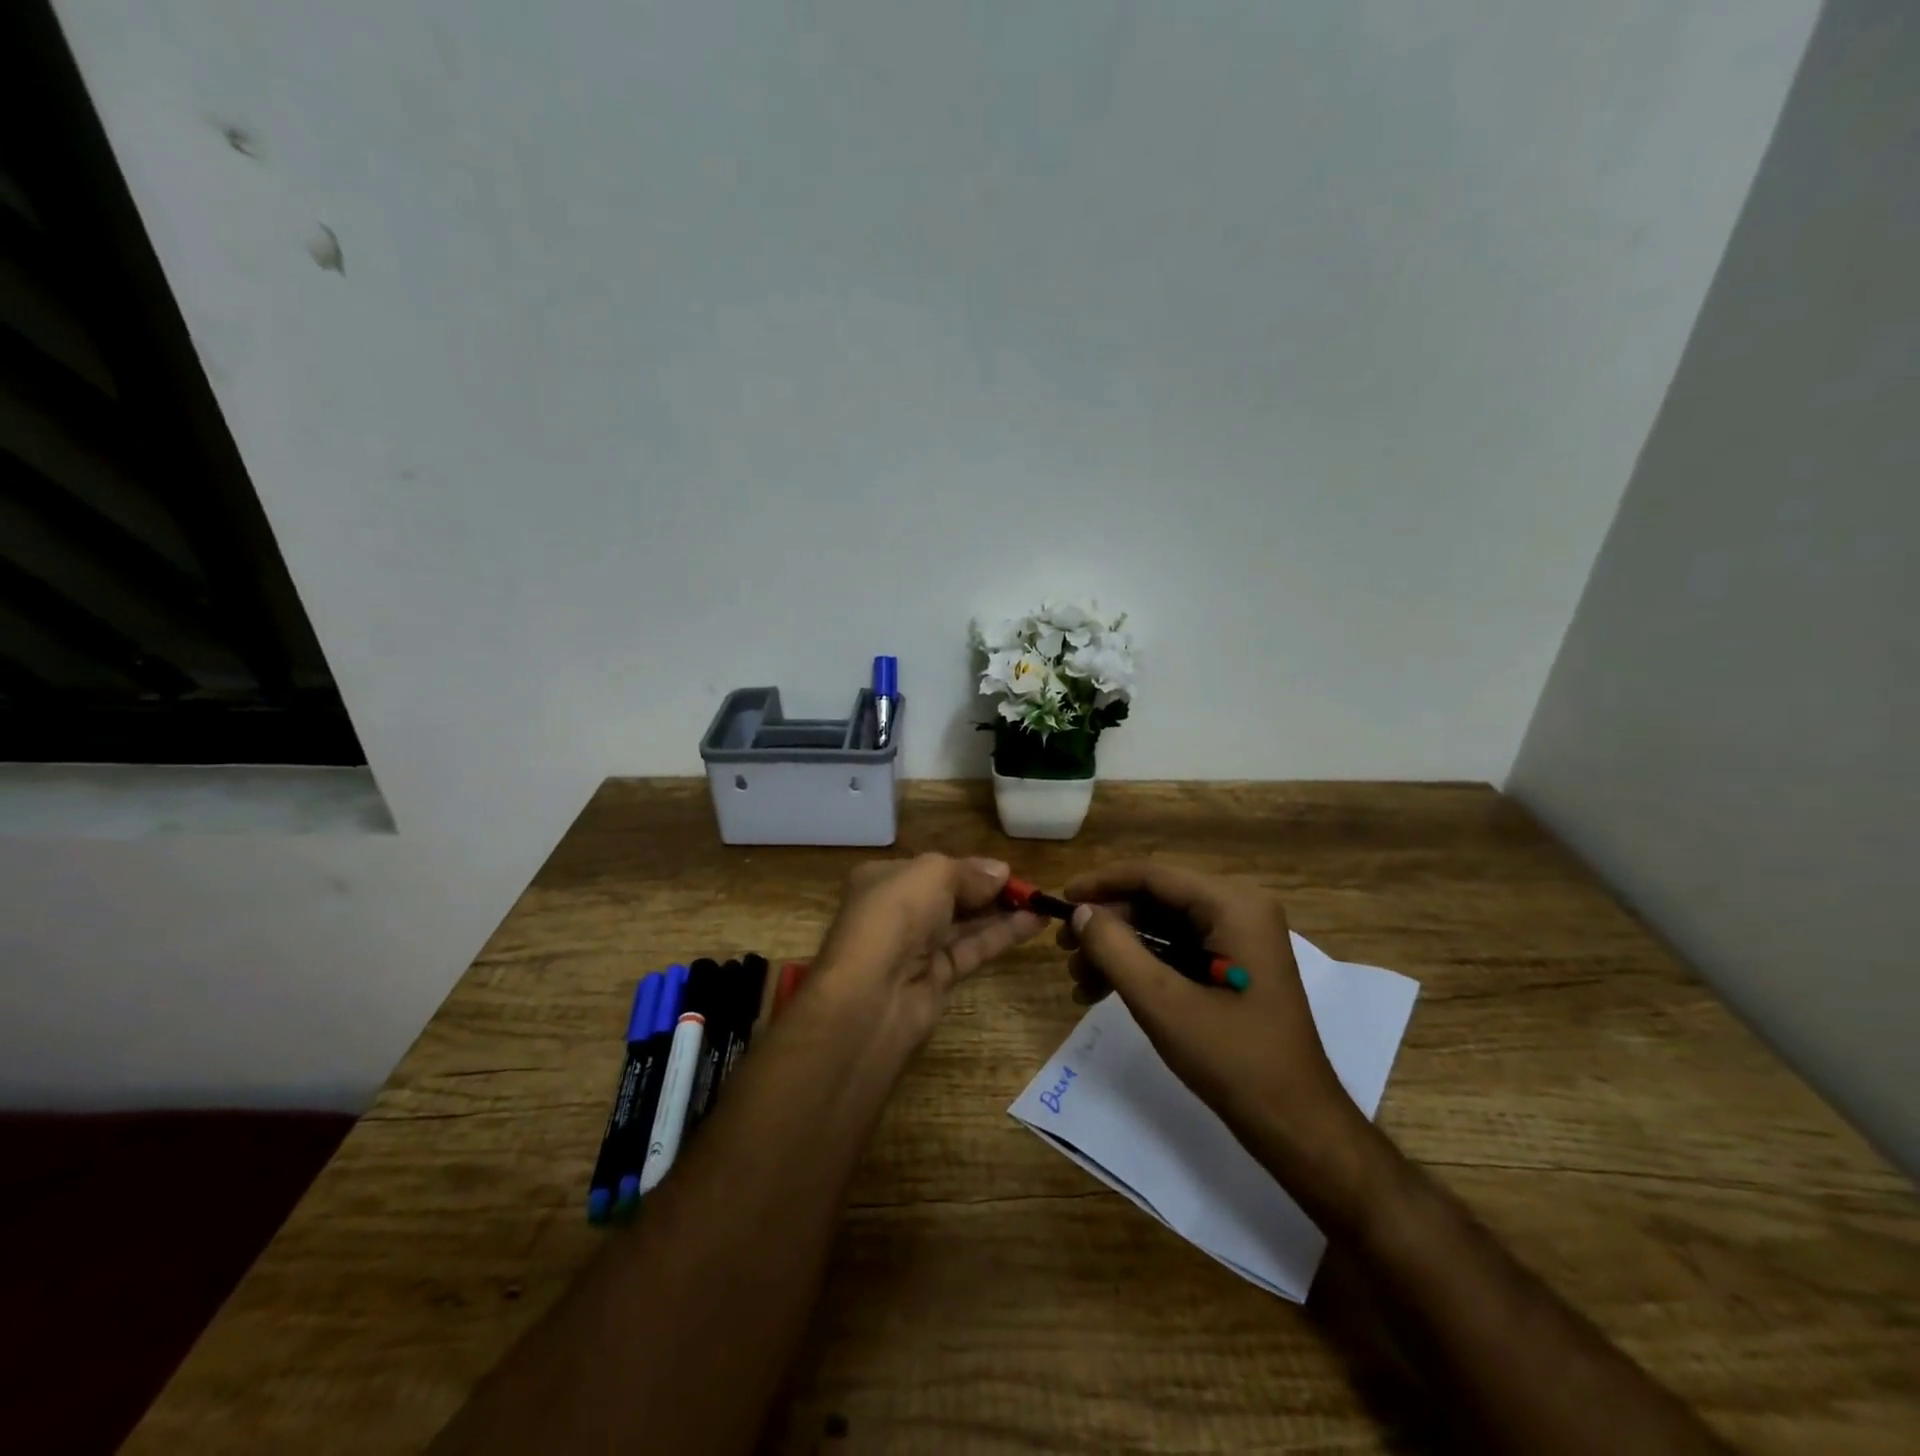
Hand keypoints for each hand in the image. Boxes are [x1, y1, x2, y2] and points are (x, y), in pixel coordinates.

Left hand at [813, 854, 1046, 1044]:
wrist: (872, 995)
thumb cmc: (896, 916)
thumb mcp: (933, 874)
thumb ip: (969, 872)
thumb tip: (1001, 871)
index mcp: (884, 879)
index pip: (932, 868)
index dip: (969, 868)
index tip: (1006, 869)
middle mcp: (898, 911)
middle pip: (951, 895)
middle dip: (989, 890)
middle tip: (1031, 888)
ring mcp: (917, 947)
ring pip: (965, 924)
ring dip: (1003, 912)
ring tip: (1042, 903)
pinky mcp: (936, 978)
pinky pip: (973, 949)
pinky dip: (1002, 936)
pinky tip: (1034, 924)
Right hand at [1059, 861, 1380, 1223]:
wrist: (1295, 1124)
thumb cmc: (1232, 1059)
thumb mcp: (1163, 1003)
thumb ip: (1115, 949)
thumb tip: (1080, 912)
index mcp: (1234, 905)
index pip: (1154, 875)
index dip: (1102, 884)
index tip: (1059, 900)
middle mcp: (1239, 908)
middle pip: (1156, 899)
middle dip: (1108, 924)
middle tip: (1064, 951)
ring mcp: (1239, 937)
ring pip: (1162, 925)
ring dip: (1118, 949)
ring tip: (1079, 981)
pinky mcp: (1234, 964)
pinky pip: (1177, 949)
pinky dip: (1141, 966)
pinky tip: (1104, 991)